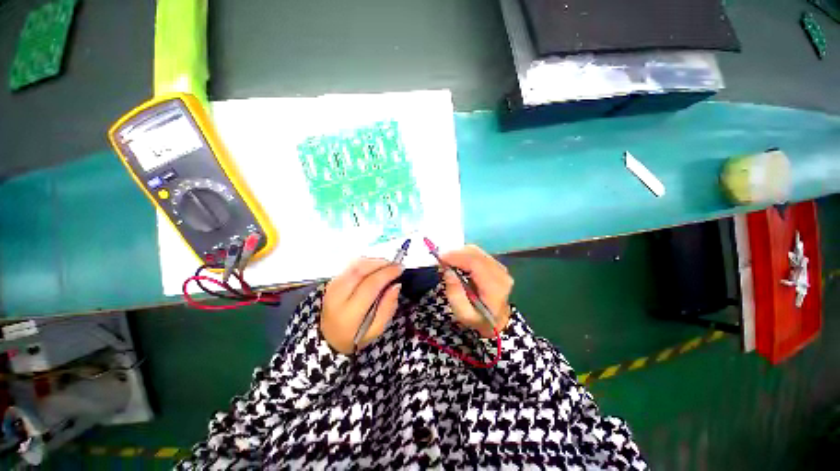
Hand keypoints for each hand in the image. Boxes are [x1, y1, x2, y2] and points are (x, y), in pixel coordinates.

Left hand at [321, 258, 403, 353]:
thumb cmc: (356, 336)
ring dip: (373, 261)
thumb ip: (388, 308)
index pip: (370, 285)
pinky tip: (374, 267)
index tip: (400, 269)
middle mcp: (338, 296)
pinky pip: (350, 266)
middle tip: (395, 264)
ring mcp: (332, 286)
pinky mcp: (332, 280)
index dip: (387, 273)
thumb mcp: (376, 330)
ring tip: (387, 265)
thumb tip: (396, 285)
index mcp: (349, 313)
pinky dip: (365, 262)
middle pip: (360, 270)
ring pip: (355, 265)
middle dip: (381, 263)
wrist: (328, 337)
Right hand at [440, 245, 512, 337]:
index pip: (476, 264)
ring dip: (460, 253)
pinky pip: (478, 254)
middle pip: (476, 254)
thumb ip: (455, 294)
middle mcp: (501, 274)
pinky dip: (465, 254)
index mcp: (495, 287)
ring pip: (476, 251)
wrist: (497, 320)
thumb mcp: (463, 314)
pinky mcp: (496, 264)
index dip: (457, 257)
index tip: (440, 258)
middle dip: (456, 253)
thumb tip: (448, 271)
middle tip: (440, 259)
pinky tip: (457, 261)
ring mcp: (500, 267)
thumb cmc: (479, 319)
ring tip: (447, 261)